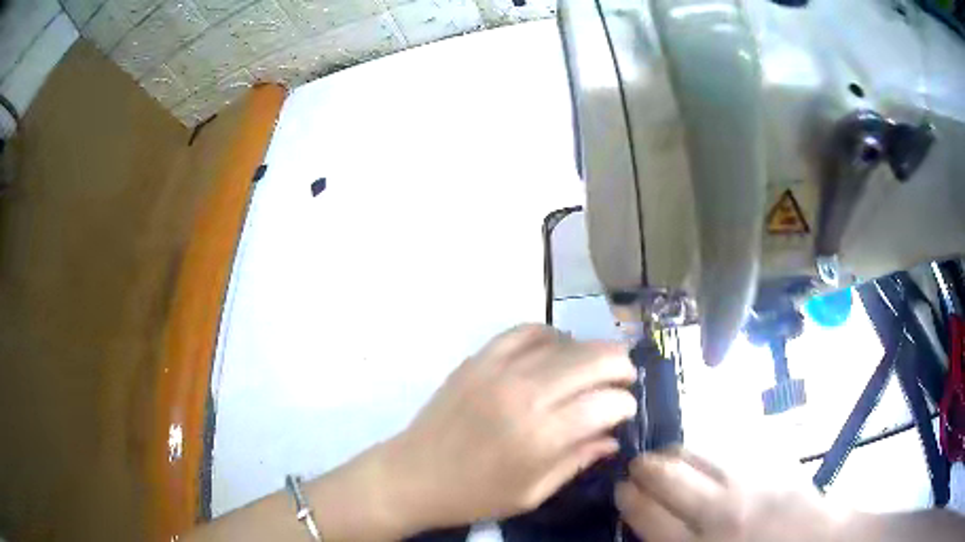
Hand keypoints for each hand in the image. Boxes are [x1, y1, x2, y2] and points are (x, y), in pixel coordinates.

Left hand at [384, 324, 636, 531]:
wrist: (413, 476)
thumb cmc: (475, 495)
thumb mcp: (533, 493)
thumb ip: (578, 461)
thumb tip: (612, 438)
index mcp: (542, 436)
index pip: (607, 403)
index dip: (625, 405)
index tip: (625, 412)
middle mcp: (526, 394)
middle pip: (595, 359)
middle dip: (620, 366)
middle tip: (623, 380)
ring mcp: (499, 370)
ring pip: (565, 341)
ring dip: (589, 351)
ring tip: (593, 368)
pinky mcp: (478, 359)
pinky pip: (525, 331)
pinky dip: (550, 337)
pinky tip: (555, 353)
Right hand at [616, 450, 844, 541]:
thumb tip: (647, 529)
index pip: (648, 513)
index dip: (628, 497)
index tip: (620, 489)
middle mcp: (722, 509)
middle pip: (668, 477)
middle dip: (643, 469)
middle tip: (635, 469)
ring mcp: (750, 479)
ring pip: (697, 452)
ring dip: (672, 453)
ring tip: (664, 458)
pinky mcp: (771, 461)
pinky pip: (728, 446)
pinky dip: (707, 449)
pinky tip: (703, 456)